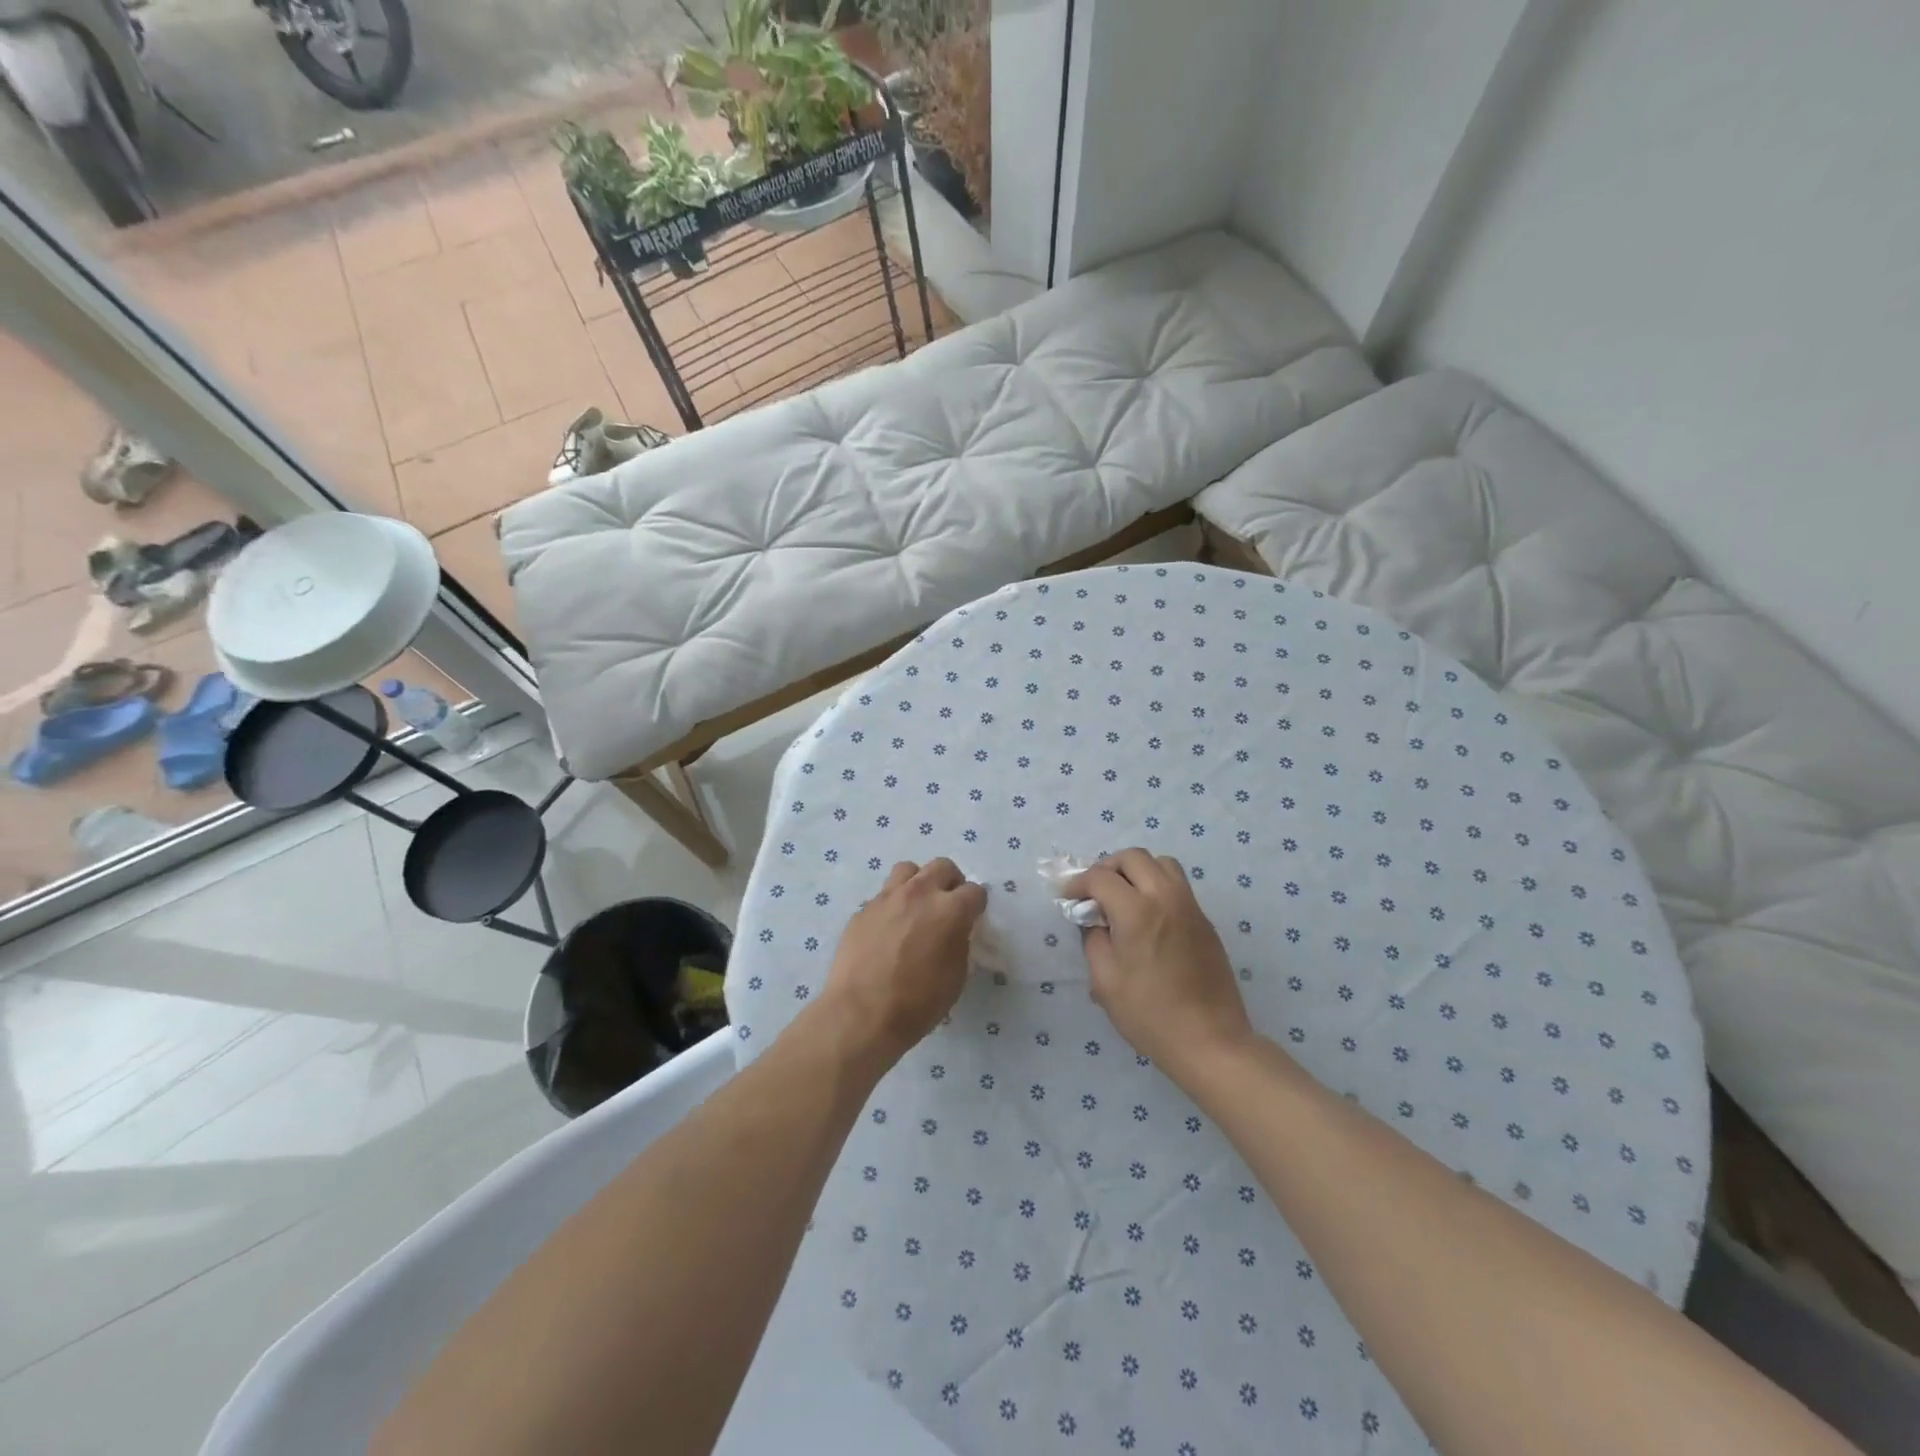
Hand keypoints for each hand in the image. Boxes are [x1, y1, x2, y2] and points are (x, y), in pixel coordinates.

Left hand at [820, 859, 987, 1065]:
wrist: (861, 1013)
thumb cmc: (917, 1002)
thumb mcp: (956, 976)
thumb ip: (959, 942)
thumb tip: (954, 931)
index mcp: (950, 910)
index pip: (975, 891)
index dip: (976, 905)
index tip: (972, 918)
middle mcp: (919, 893)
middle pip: (942, 866)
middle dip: (950, 882)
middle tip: (947, 906)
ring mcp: (887, 898)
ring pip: (908, 870)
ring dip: (918, 883)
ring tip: (916, 907)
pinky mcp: (863, 909)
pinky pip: (883, 895)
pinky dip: (892, 905)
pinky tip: (888, 930)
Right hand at [1063, 849, 1254, 1083]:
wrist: (1210, 1041)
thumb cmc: (1149, 1014)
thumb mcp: (1105, 980)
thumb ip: (1093, 939)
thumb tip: (1093, 919)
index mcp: (1137, 911)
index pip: (1101, 877)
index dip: (1078, 883)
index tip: (1067, 896)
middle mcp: (1166, 898)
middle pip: (1134, 857)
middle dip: (1108, 867)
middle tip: (1094, 891)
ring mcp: (1190, 907)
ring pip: (1162, 864)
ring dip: (1137, 870)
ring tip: (1123, 896)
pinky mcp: (1205, 921)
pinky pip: (1178, 886)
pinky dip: (1156, 886)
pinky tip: (1147, 916)